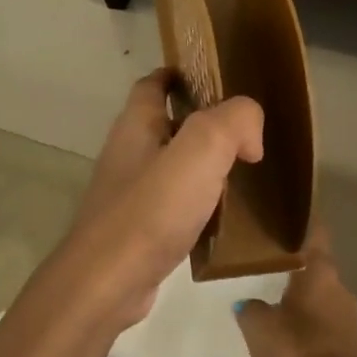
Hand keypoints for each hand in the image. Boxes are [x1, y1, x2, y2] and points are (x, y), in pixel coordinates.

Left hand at [64, 71, 263, 328]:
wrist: (107, 282)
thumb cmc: (150, 210)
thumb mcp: (200, 151)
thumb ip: (233, 123)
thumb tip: (249, 135)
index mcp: (136, 125)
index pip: (154, 84)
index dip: (181, 74)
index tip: (217, 79)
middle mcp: (129, 153)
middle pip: (166, 124)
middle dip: (202, 122)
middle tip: (245, 132)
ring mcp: (129, 193)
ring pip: (172, 165)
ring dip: (203, 165)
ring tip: (242, 172)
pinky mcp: (138, 229)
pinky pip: (173, 203)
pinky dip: (198, 202)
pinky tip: (224, 217)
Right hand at [232, 228, 356, 356]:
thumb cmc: (297, 348)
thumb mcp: (259, 326)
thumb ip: (251, 308)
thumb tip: (247, 301)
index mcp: (320, 272)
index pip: (316, 235)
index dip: (305, 223)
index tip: (292, 214)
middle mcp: (340, 288)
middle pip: (319, 270)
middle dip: (299, 269)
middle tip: (272, 267)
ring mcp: (351, 319)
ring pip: (324, 300)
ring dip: (306, 301)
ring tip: (278, 304)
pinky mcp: (353, 347)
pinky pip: (328, 327)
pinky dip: (312, 328)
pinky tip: (294, 338)